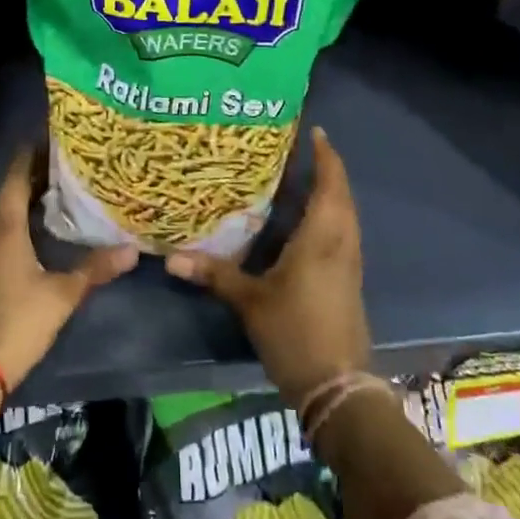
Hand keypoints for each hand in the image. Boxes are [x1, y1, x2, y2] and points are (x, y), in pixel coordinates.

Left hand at [0, 146, 137, 391]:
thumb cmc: (16, 322)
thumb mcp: (61, 295)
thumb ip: (94, 269)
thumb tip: (133, 250)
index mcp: (4, 226)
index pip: (16, 175)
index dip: (32, 153)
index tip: (53, 137)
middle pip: (9, 192)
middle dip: (34, 176)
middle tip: (67, 164)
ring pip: (1, 214)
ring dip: (25, 201)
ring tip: (58, 193)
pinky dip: (16, 224)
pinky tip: (37, 233)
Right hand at [163, 127, 370, 409]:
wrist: (337, 387)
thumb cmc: (295, 333)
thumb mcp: (250, 301)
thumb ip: (215, 274)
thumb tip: (171, 258)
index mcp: (321, 237)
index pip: (330, 184)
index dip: (325, 155)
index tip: (314, 131)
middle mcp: (341, 242)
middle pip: (341, 195)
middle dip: (326, 169)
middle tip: (299, 150)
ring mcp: (349, 262)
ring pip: (344, 214)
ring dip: (329, 192)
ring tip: (300, 177)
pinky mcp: (347, 280)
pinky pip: (341, 233)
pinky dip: (328, 215)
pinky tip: (302, 221)